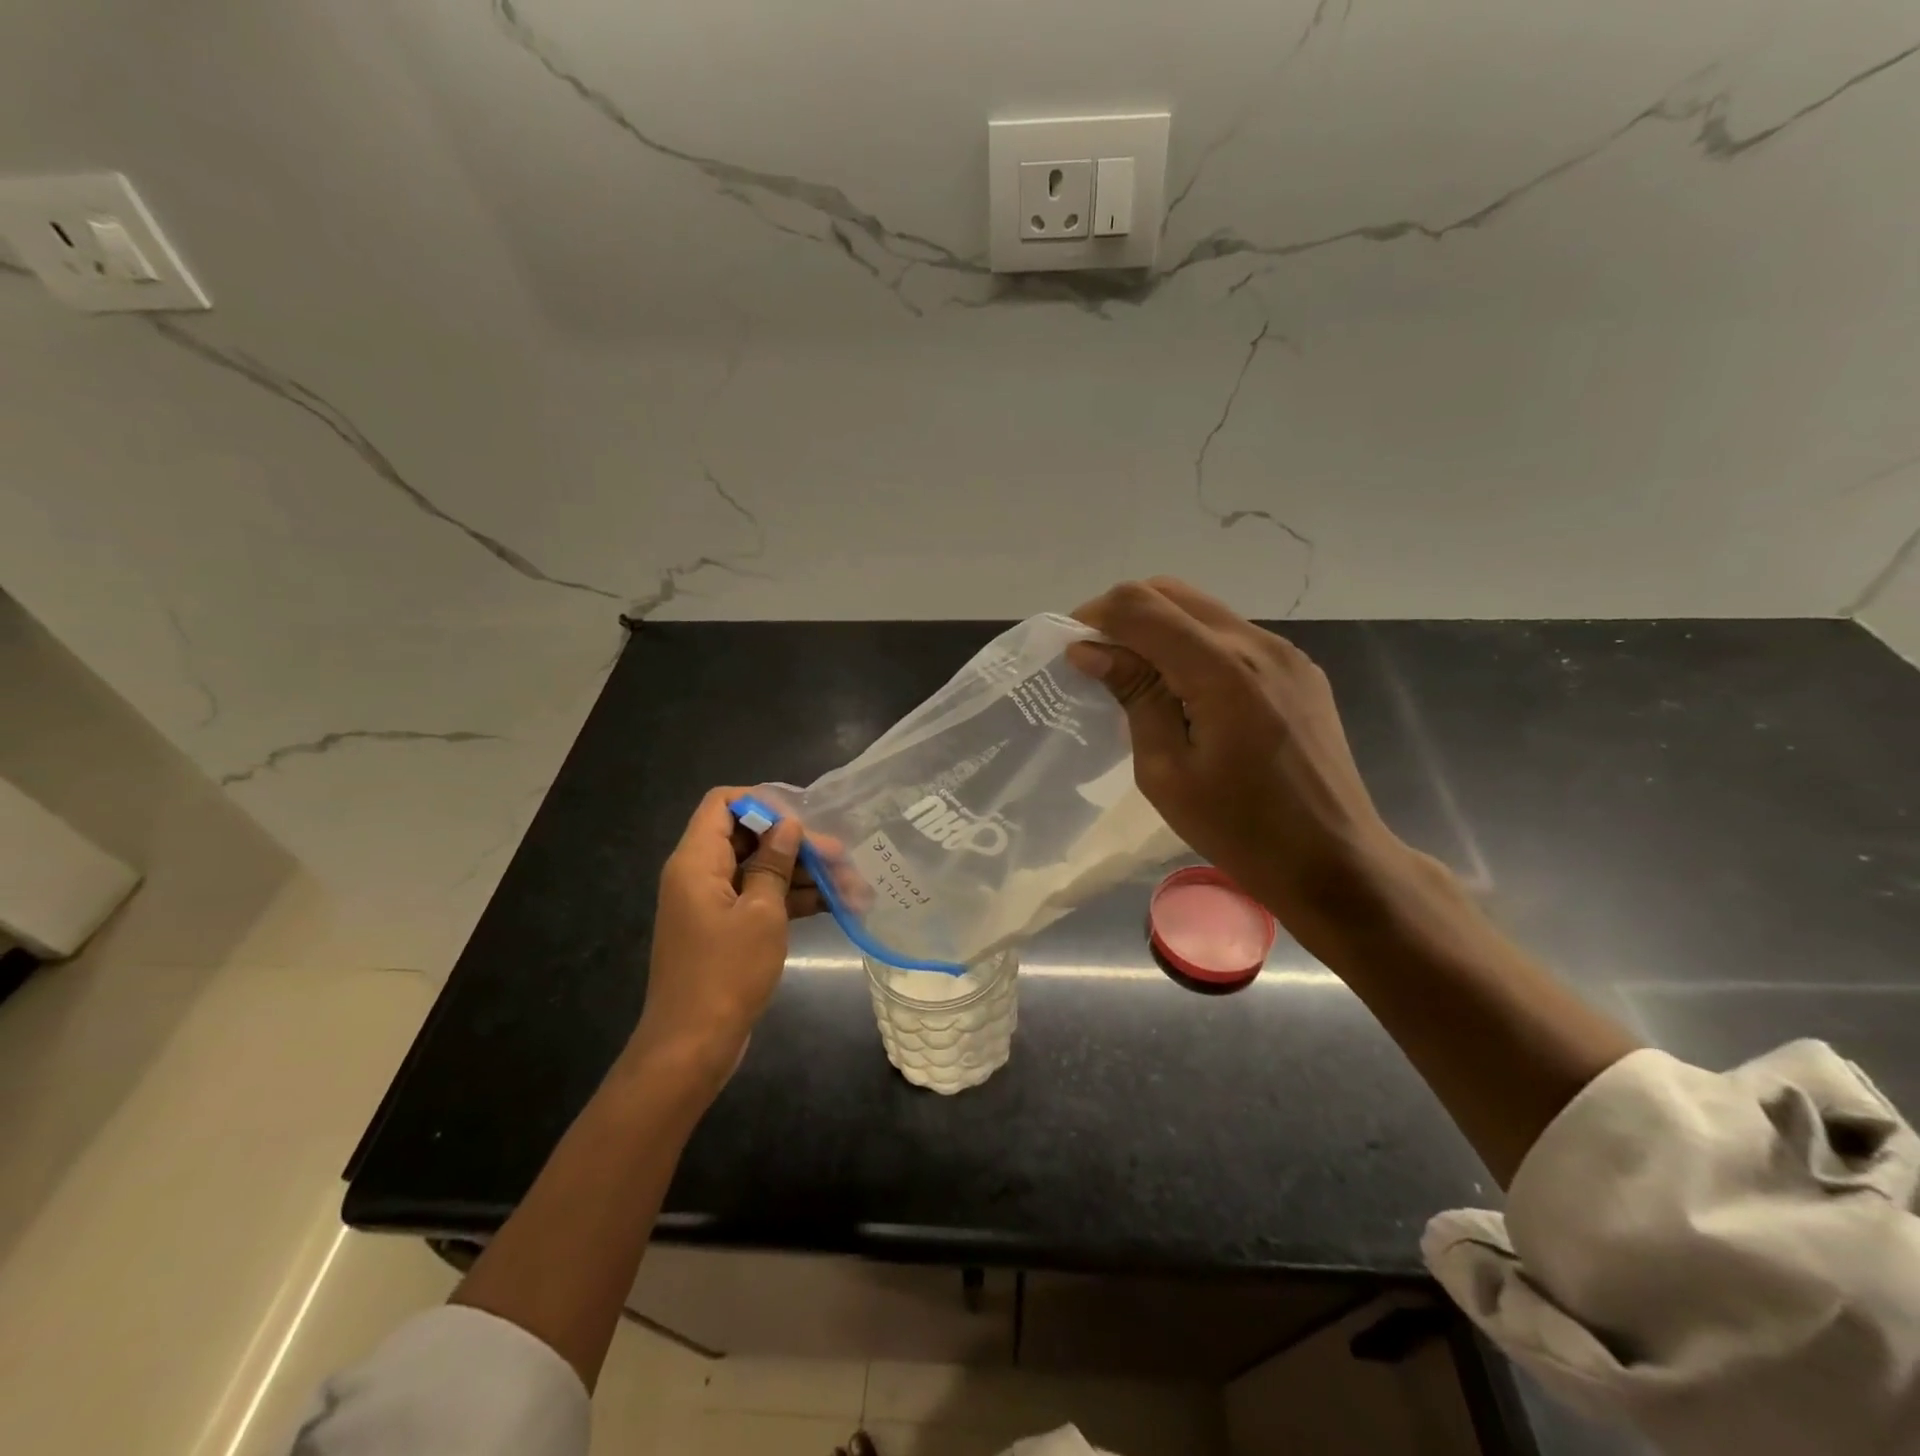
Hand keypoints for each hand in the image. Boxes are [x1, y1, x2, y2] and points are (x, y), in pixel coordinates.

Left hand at [626, 786, 817, 1084]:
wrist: (692, 1047)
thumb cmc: (725, 973)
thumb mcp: (760, 913)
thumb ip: (774, 864)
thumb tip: (787, 825)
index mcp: (697, 861)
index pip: (723, 804)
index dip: (762, 802)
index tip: (803, 818)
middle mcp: (700, 874)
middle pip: (749, 837)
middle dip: (796, 843)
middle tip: (842, 856)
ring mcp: (713, 903)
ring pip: (760, 870)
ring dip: (802, 874)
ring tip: (852, 885)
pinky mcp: (726, 930)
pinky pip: (760, 900)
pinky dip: (792, 900)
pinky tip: (834, 904)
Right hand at [1069, 578, 1416, 951]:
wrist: (1334, 861)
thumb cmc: (1240, 830)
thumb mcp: (1167, 772)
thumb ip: (1134, 696)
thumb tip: (1089, 648)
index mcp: (1222, 670)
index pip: (1142, 606)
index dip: (1096, 616)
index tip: (1074, 651)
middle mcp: (1258, 644)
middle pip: (1172, 592)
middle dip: (1124, 615)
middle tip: (1099, 660)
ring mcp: (1286, 653)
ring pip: (1203, 610)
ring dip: (1160, 629)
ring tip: (1139, 679)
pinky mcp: (1301, 670)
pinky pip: (1233, 636)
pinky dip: (1194, 647)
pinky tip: (1186, 693)